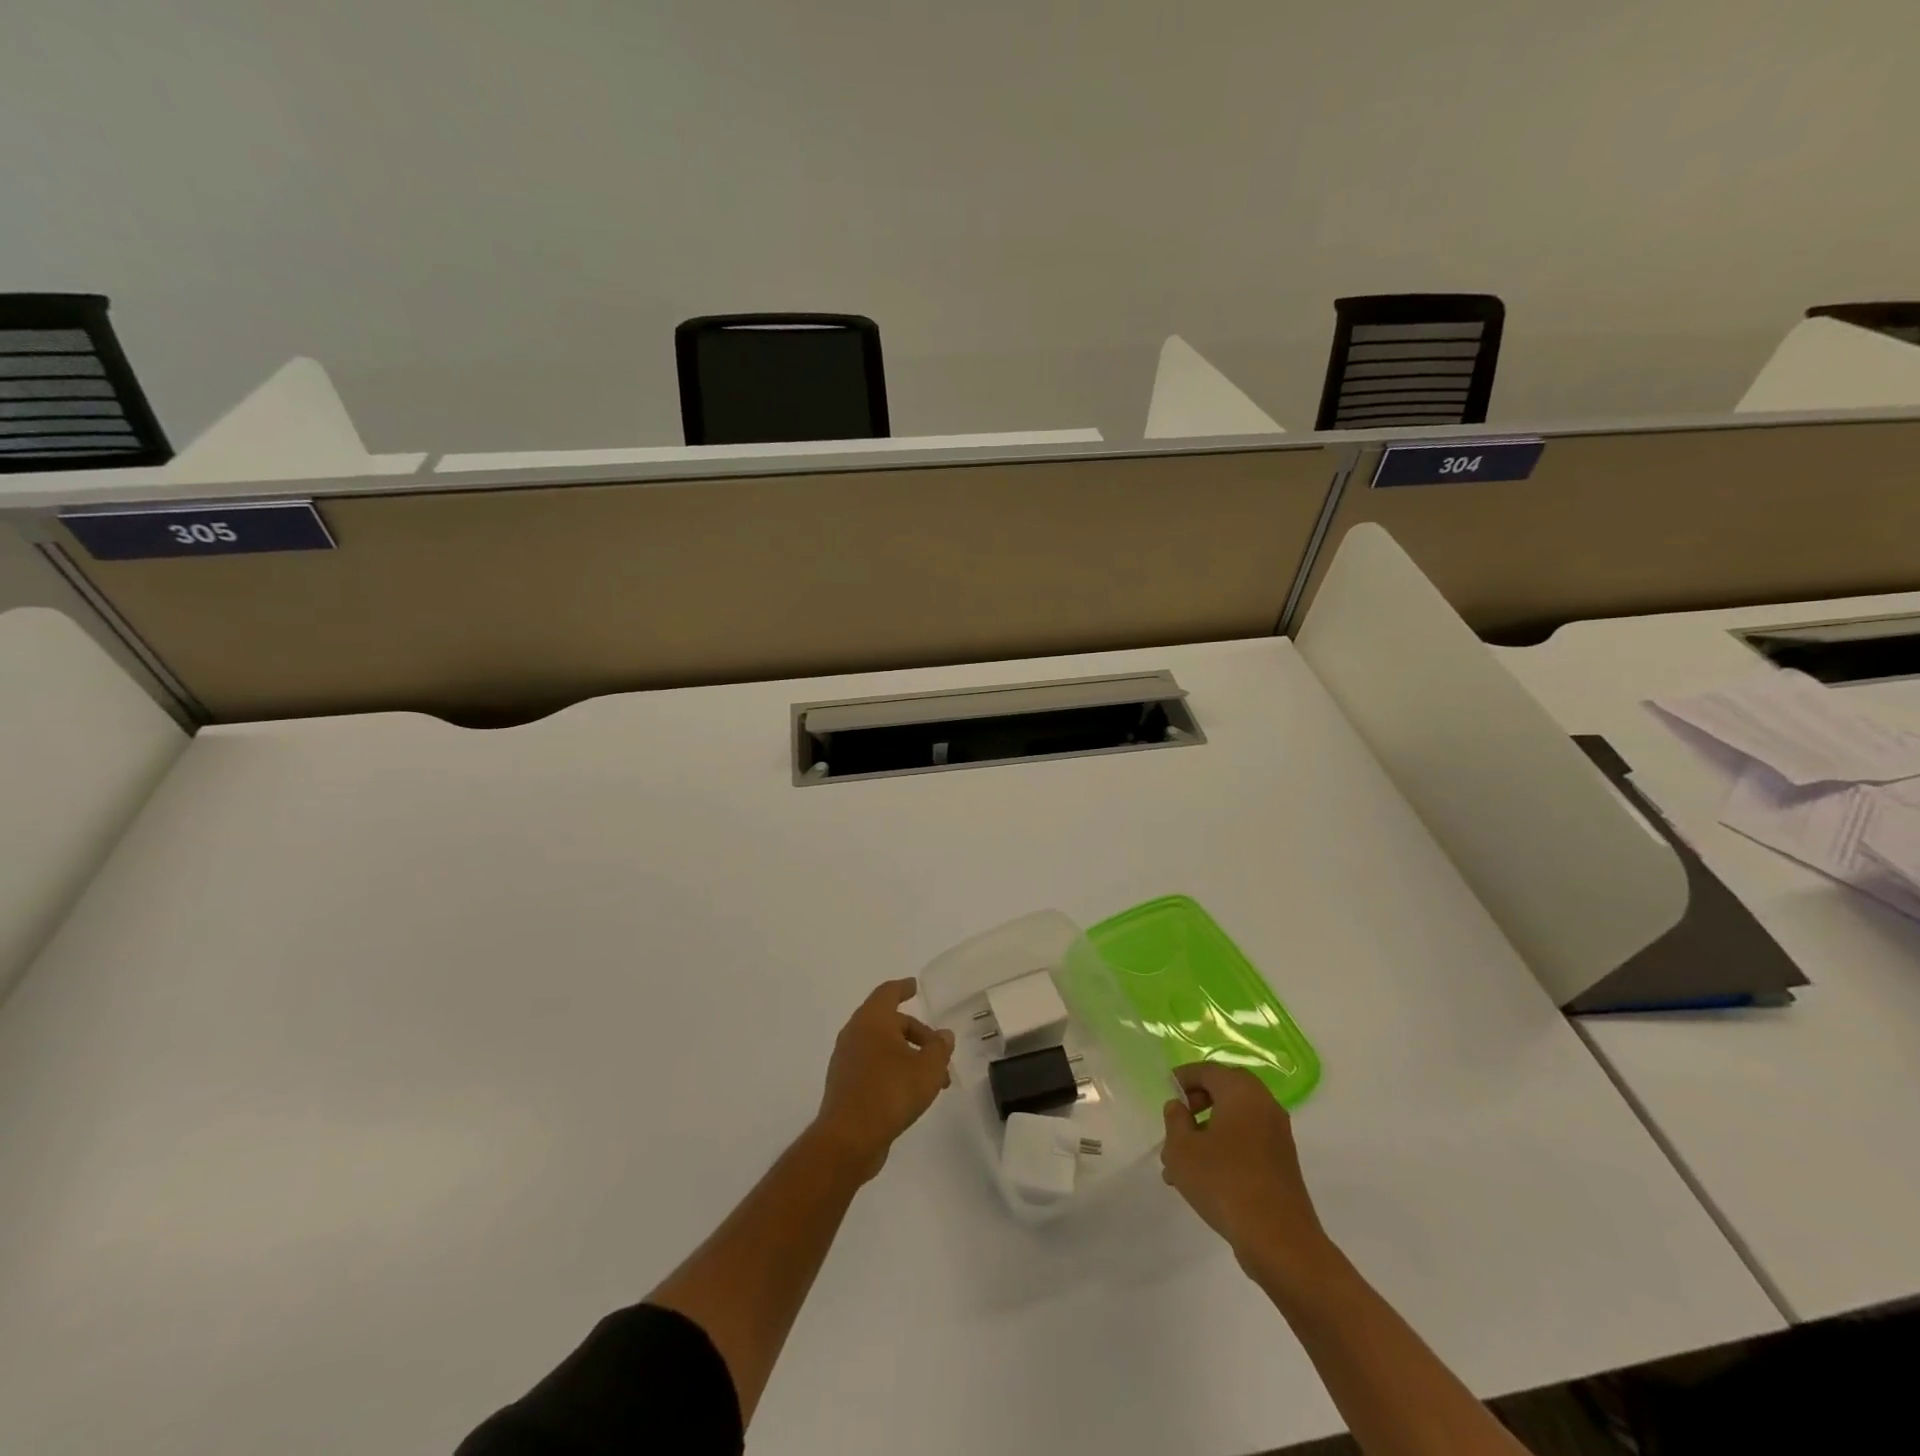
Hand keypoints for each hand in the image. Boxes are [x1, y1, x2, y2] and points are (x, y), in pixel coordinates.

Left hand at [813, 978, 954, 1183]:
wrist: (848, 1138)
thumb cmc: (890, 1092)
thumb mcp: (927, 1069)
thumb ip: (939, 1048)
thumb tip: (944, 1035)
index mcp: (872, 1020)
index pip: (888, 993)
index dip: (903, 988)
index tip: (914, 986)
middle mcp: (855, 1033)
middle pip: (889, 1023)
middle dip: (916, 1034)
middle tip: (940, 1052)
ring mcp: (846, 1060)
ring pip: (882, 1047)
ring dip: (907, 1056)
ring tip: (933, 1080)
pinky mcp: (844, 1084)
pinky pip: (872, 1066)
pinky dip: (892, 1070)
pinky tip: (910, 1092)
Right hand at [1161, 1062, 1328, 1273]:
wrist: (1279, 1241)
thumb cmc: (1224, 1182)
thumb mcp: (1182, 1149)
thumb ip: (1175, 1120)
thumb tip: (1178, 1107)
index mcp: (1242, 1092)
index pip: (1208, 1070)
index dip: (1183, 1078)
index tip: (1166, 1092)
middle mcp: (1264, 1106)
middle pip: (1224, 1092)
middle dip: (1196, 1105)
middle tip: (1176, 1124)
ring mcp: (1277, 1136)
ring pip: (1234, 1121)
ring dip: (1207, 1133)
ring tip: (1179, 1163)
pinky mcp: (1282, 1164)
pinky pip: (1246, 1143)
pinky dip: (1224, 1150)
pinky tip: (1203, 1179)